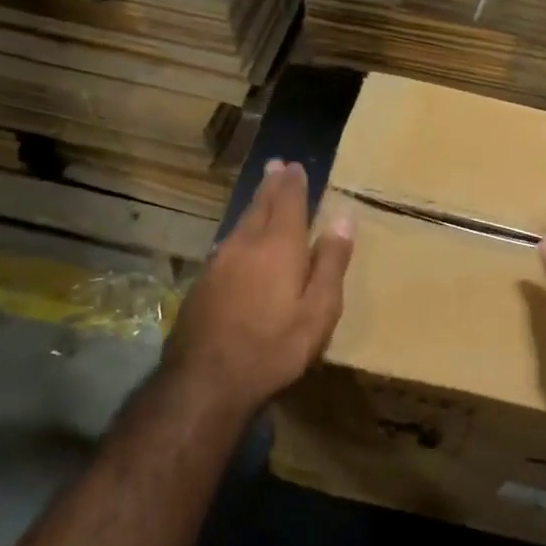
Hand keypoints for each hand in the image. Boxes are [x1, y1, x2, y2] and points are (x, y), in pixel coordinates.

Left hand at [163, 159, 354, 416]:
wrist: (206, 380)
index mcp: (278, 246)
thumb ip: (330, 262)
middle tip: (276, 166)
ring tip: (262, 193)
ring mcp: (219, 263)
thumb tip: (343, 218)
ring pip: (240, 223)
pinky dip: (240, 231)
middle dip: (271, 184)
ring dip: (254, 204)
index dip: (294, 183)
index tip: (296, 166)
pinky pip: (227, 244)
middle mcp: (245, 244)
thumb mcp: (319, 310)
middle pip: (260, 205)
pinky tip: (240, 240)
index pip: (287, 202)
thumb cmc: (274, 346)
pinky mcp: (203, 283)